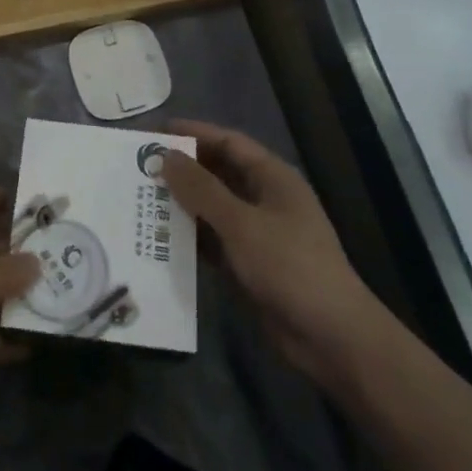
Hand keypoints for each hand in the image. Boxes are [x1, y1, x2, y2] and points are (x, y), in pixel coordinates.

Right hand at [161, 120, 377, 386]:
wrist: (331, 337)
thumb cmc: (289, 266)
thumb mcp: (241, 223)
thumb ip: (201, 189)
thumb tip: (166, 156)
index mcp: (272, 178)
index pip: (228, 142)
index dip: (193, 134)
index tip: (155, 132)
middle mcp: (265, 199)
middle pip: (218, 173)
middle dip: (183, 169)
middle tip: (140, 167)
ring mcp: (258, 233)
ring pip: (213, 208)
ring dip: (182, 203)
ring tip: (141, 198)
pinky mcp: (250, 264)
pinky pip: (213, 240)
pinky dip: (190, 237)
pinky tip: (159, 237)